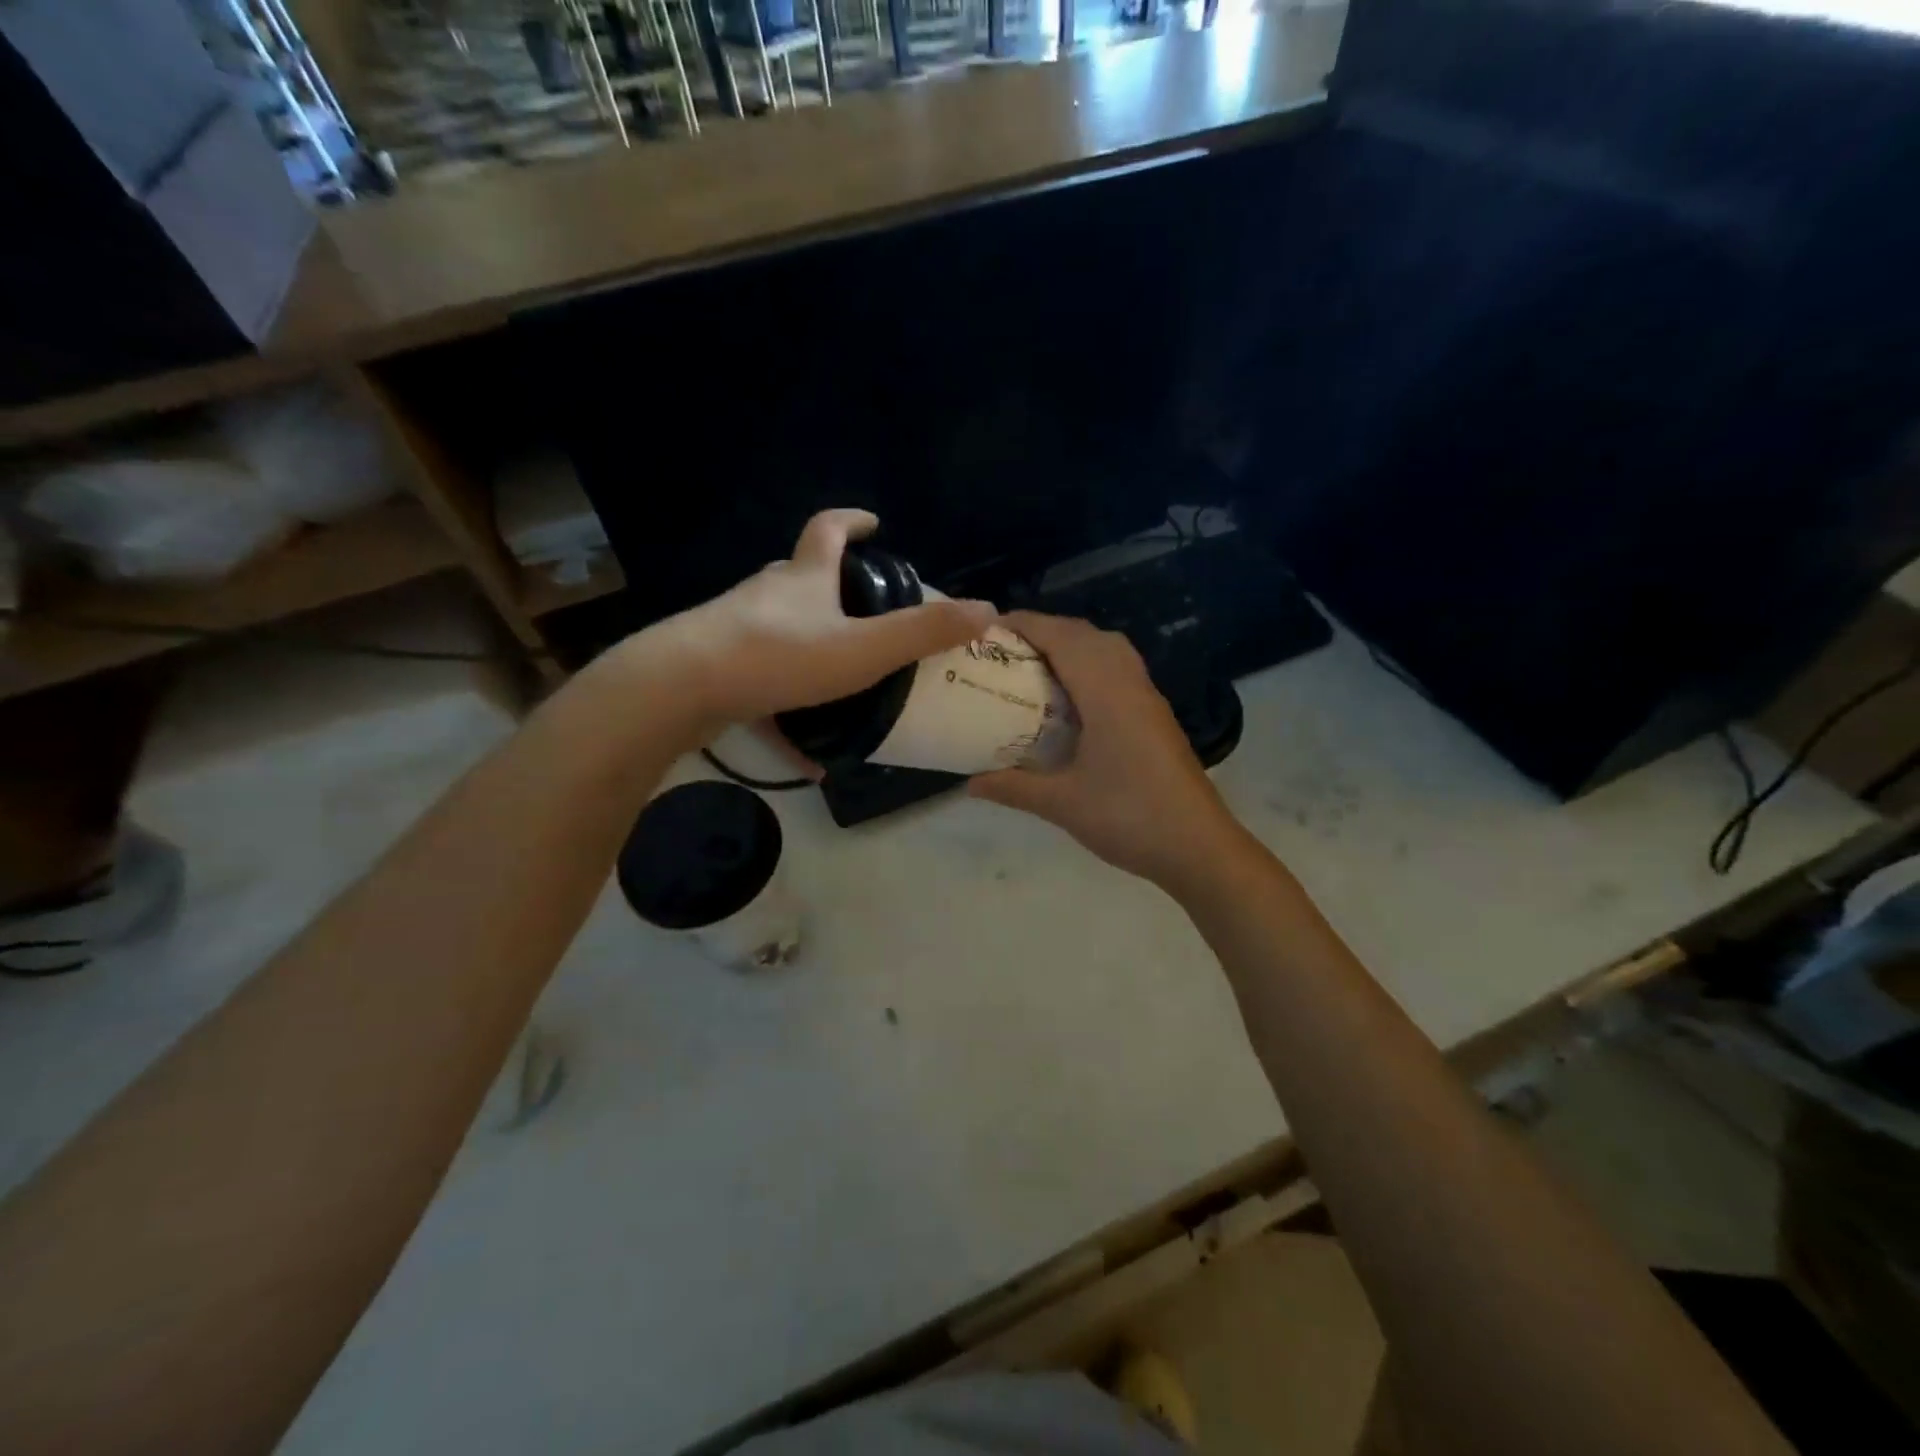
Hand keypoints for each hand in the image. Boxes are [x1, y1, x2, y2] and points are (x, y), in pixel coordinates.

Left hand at [645, 509, 994, 726]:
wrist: (681, 688)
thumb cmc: (780, 658)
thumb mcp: (863, 649)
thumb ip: (923, 633)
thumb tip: (987, 611)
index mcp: (804, 576)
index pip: (829, 529)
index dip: (852, 521)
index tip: (873, 523)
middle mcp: (768, 591)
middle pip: (799, 572)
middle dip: (830, 581)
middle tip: (862, 608)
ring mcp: (736, 625)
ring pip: (777, 621)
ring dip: (807, 636)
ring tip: (837, 672)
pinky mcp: (715, 661)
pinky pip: (759, 671)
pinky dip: (784, 693)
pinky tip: (800, 745)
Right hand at [969, 612, 1244, 889]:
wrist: (1198, 846)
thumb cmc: (1128, 818)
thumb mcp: (1062, 804)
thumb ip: (1013, 787)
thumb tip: (969, 783)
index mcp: (1106, 693)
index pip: (1062, 638)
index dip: (1026, 624)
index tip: (988, 628)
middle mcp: (1129, 683)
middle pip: (1086, 634)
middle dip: (1045, 630)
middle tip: (1005, 650)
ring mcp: (1148, 698)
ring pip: (1107, 649)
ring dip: (1071, 645)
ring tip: (1034, 666)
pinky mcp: (1156, 716)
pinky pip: (1119, 669)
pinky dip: (1090, 664)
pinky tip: (1071, 697)